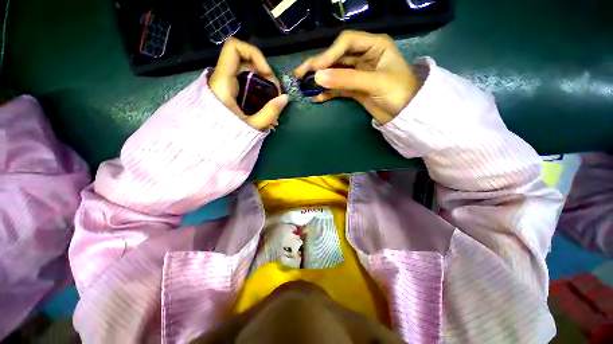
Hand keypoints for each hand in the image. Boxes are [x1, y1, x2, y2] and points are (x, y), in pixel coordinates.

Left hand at [209, 38, 288, 130]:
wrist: (208, 145)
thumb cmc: (226, 135)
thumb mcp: (251, 125)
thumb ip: (270, 112)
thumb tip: (285, 98)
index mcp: (224, 82)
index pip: (234, 48)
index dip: (254, 54)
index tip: (267, 74)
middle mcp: (223, 79)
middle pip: (247, 64)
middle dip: (265, 76)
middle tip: (275, 93)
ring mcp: (226, 86)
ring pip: (247, 76)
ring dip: (263, 86)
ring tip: (272, 102)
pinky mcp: (229, 94)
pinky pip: (245, 86)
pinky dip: (257, 93)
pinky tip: (265, 107)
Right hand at [295, 30, 418, 124]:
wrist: (405, 114)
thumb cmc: (398, 92)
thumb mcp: (374, 82)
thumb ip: (346, 79)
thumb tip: (317, 77)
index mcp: (374, 46)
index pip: (346, 42)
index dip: (329, 54)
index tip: (316, 69)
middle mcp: (363, 57)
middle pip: (336, 57)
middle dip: (318, 65)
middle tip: (299, 74)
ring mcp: (357, 74)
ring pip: (334, 73)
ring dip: (320, 80)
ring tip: (304, 86)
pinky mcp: (354, 89)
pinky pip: (337, 88)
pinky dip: (327, 93)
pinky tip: (317, 97)